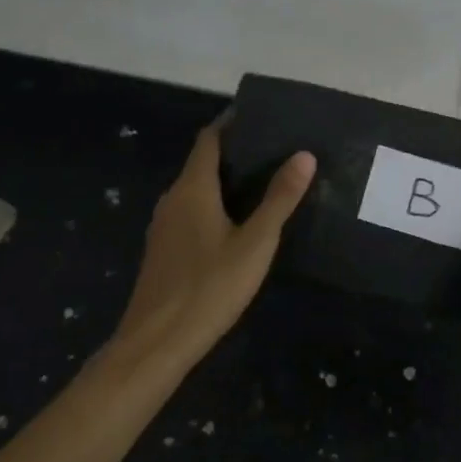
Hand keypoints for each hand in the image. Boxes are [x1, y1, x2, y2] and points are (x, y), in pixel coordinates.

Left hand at [114, 121, 316, 367]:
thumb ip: (279, 199)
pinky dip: (212, 206)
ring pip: (195, 191)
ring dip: (223, 182)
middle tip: (273, 151)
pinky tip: (235, 225)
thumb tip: (305, 155)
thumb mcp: (255, 243)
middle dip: (234, 153)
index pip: (209, 139)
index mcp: (192, 188)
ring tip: (262, 184)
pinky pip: (190, 213)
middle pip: (202, 163)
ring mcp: (163, 226)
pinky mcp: (163, 251)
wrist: (155, 344)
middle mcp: (173, 198)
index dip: (231, 123)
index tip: (260, 117)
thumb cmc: (209, 288)